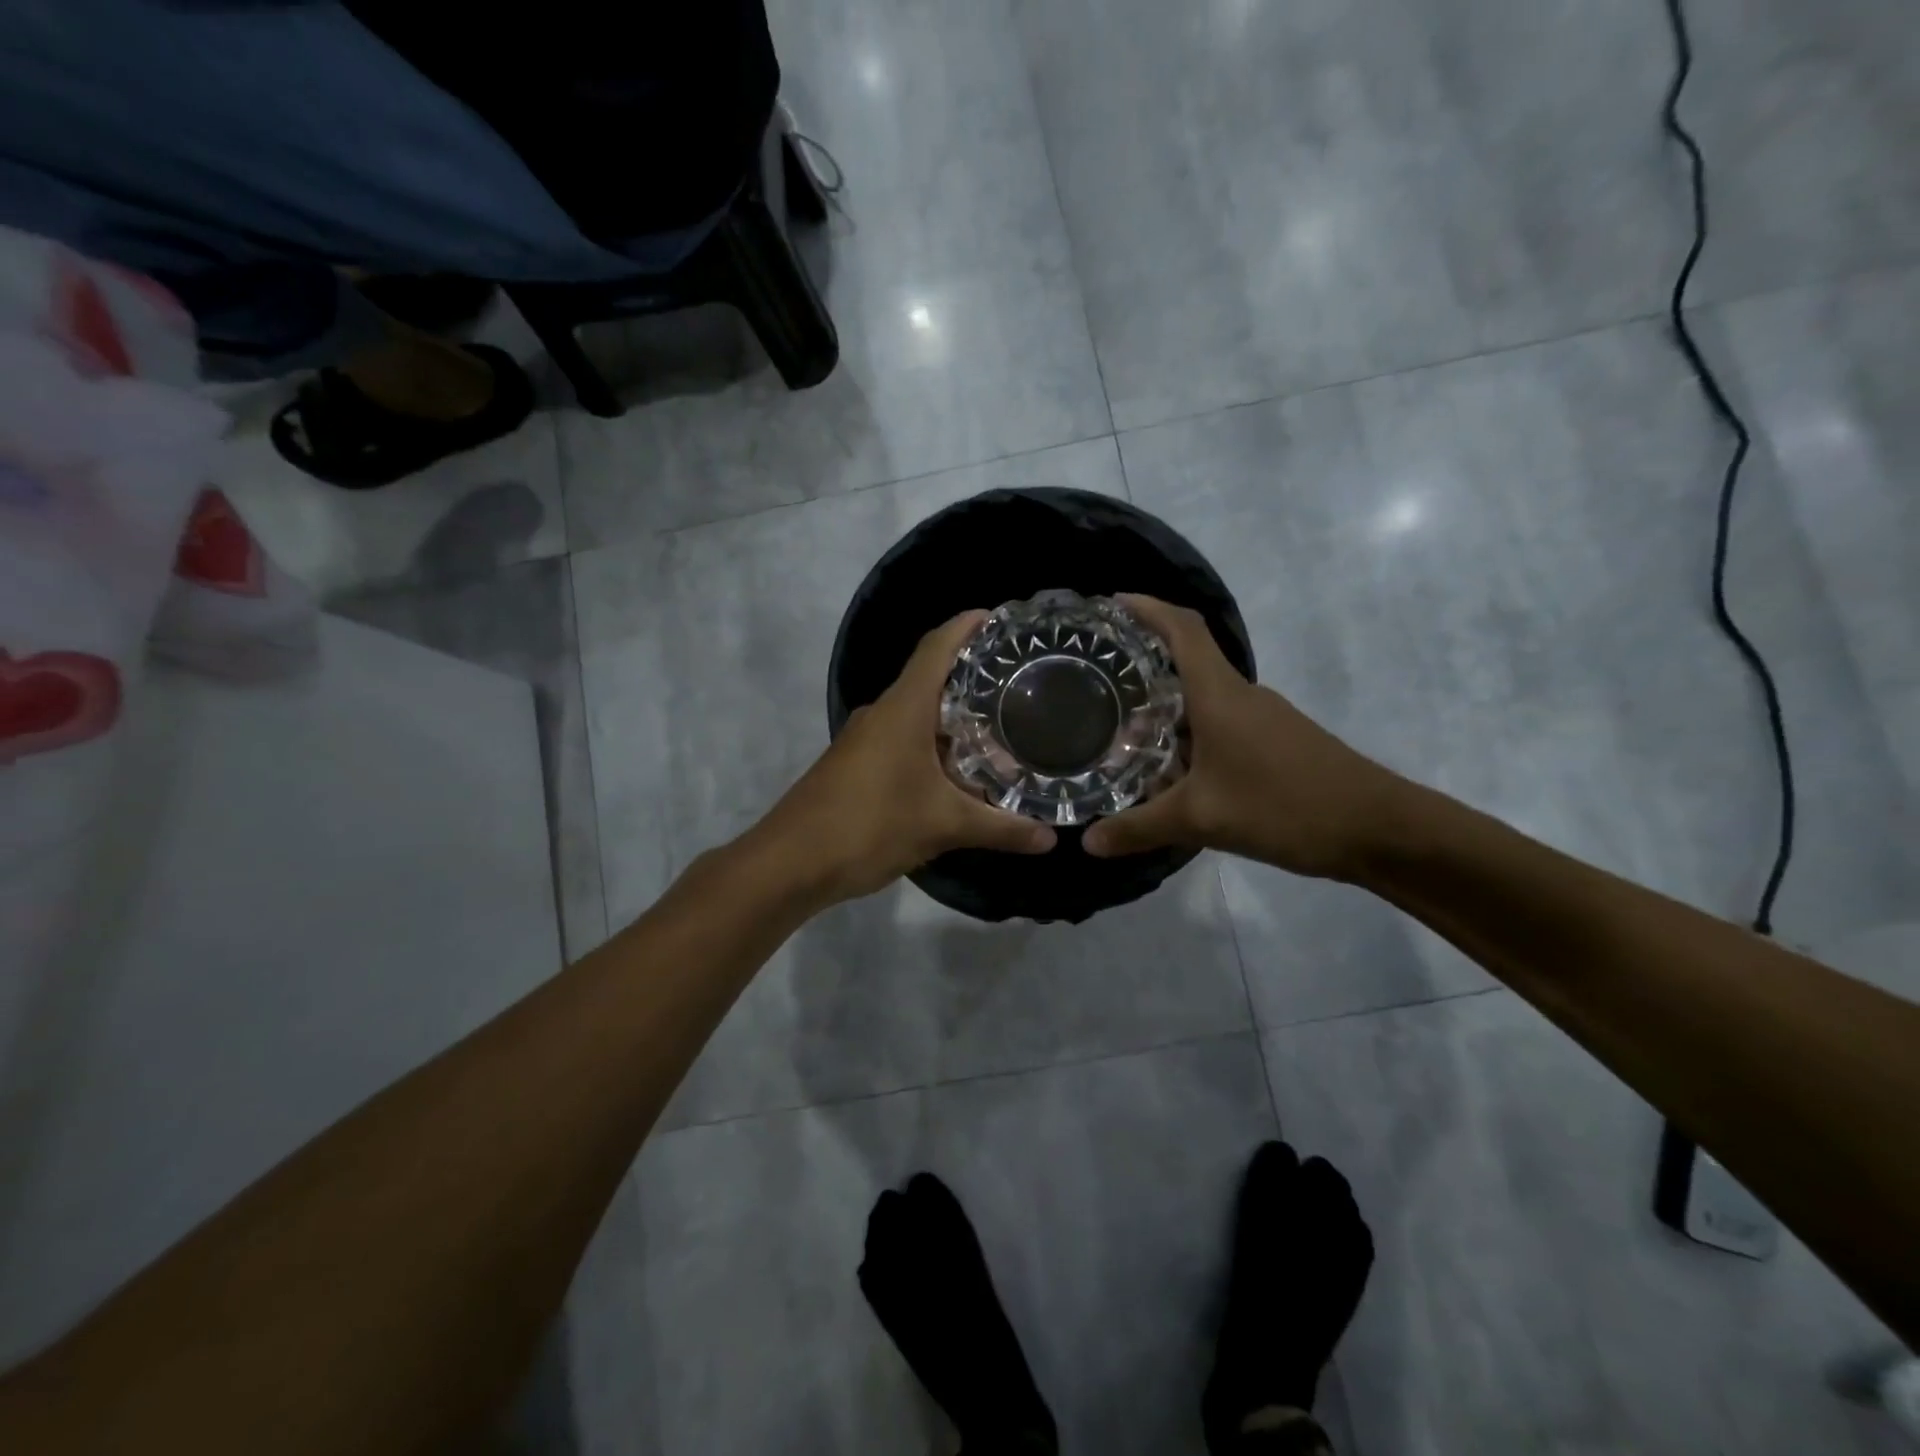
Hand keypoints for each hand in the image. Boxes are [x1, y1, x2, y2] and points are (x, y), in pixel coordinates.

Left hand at [759, 611, 1056, 905]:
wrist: (790, 863)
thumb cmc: (869, 825)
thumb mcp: (943, 826)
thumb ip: (1000, 828)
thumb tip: (1051, 839)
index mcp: (903, 707)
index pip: (938, 645)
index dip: (968, 625)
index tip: (1004, 620)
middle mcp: (883, 712)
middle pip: (931, 677)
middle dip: (974, 677)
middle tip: (1022, 684)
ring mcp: (865, 739)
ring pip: (918, 714)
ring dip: (955, 718)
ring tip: (1003, 727)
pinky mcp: (857, 764)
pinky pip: (904, 740)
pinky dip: (935, 745)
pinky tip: (961, 771)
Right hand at [1082, 596, 1407, 879]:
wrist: (1379, 830)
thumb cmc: (1285, 806)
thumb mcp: (1201, 820)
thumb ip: (1139, 828)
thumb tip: (1087, 842)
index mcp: (1220, 695)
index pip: (1182, 628)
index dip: (1147, 608)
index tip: (1111, 603)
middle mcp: (1241, 696)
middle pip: (1187, 661)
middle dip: (1143, 663)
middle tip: (1097, 681)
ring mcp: (1263, 719)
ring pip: (1203, 699)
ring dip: (1166, 708)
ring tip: (1123, 731)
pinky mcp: (1276, 742)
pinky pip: (1221, 725)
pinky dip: (1190, 736)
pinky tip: (1172, 771)